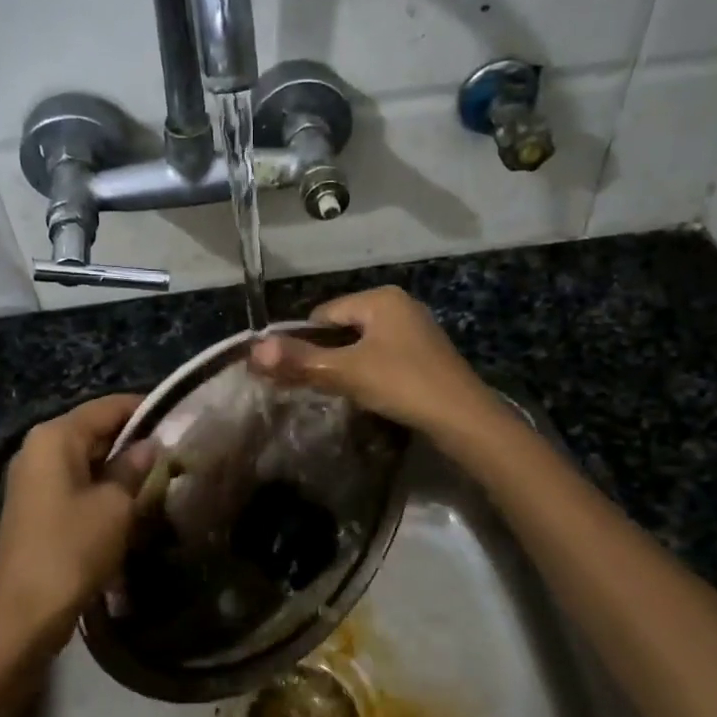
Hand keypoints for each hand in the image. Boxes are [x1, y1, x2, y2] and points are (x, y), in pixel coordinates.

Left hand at [0, 394, 154, 652]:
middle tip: (175, 451)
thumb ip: (134, 468)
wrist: (24, 614)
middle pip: (94, 430)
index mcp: (55, 437)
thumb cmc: (72, 549)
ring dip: (119, 466)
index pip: (108, 407)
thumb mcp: (115, 506)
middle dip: (133, 440)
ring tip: (159, 475)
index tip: (179, 418)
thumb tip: (151, 446)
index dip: (144, 409)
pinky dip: (101, 486)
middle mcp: (38, 448)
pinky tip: (129, 501)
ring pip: (85, 458)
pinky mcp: (34, 505)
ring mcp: (32, 478)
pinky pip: (74, 481)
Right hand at [248, 287, 499, 442]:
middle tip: (312, 385)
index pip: (323, 314)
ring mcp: (415, 328)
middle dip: (325, 354)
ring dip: (346, 365)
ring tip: (339, 392)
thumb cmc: (402, 384)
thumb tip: (253, 350)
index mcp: (379, 298)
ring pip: (363, 343)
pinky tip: (368, 393)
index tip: (292, 372)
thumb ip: (300, 359)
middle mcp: (399, 304)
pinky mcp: (425, 353)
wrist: (464, 418)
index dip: (303, 342)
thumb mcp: (346, 371)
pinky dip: (369, 371)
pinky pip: (383, 355)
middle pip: (343, 327)